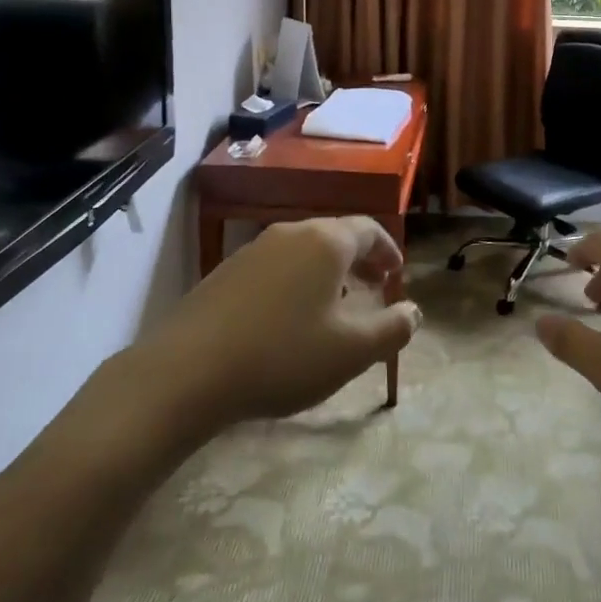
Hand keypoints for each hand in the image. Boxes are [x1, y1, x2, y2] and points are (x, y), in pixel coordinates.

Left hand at [133, 217, 420, 436]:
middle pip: (335, 236)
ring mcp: (253, 250)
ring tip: (333, 306)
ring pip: (303, 251)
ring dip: (326, 272)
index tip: (397, 274)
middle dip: (359, 260)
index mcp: (326, 242)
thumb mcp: (351, 351)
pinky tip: (287, 319)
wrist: (186, 372)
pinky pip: (274, 267)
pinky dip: (294, 283)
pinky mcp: (224, 273)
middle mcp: (291, 233)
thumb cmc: (283, 355)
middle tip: (373, 289)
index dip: (388, 250)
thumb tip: (414, 312)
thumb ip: (392, 329)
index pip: (369, 229)